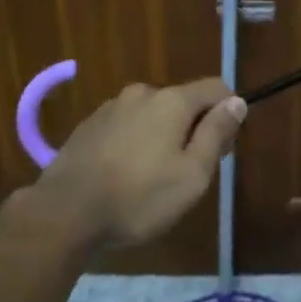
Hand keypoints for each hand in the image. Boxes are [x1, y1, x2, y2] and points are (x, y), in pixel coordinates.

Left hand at [31, 79, 245, 252]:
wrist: (63, 213)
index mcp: (172, 101)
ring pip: (152, 115)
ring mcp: (111, 107)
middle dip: (193, 129)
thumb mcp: (192, 175)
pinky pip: (125, 126)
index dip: (227, 114)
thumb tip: (237, 102)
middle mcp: (142, 93)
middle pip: (183, 102)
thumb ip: (217, 134)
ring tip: (151, 179)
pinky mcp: (88, 126)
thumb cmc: (138, 198)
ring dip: (161, 137)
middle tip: (186, 173)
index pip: (216, 88)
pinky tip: (123, 175)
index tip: (221, 150)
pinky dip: (133, 143)